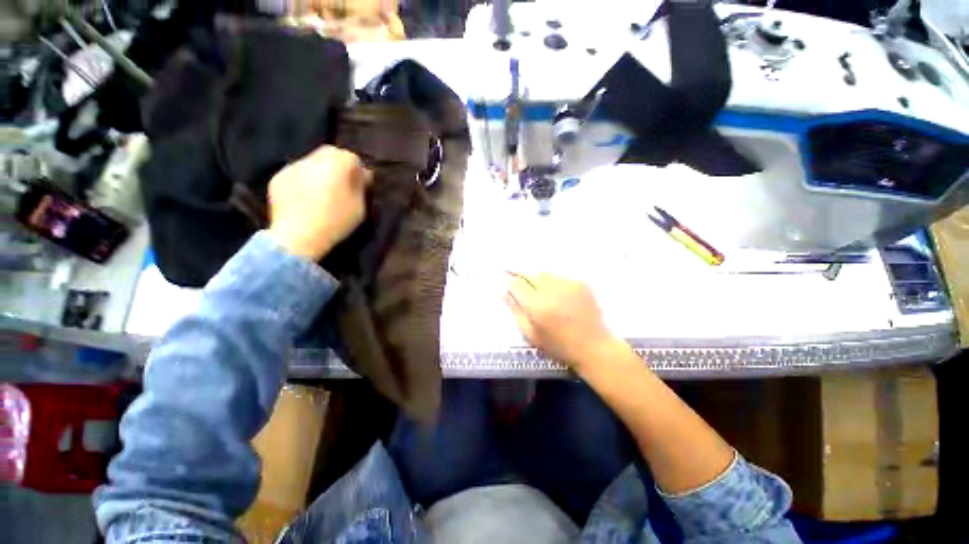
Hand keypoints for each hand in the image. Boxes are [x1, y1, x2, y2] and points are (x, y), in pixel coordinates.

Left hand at [266, 145, 372, 259]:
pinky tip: (306, 196)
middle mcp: (312, 160)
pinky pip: (296, 172)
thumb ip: (362, 186)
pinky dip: (304, 179)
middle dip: (338, 164)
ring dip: (320, 170)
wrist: (298, 237)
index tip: (360, 183)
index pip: (351, 157)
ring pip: (311, 161)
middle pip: (329, 152)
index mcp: (335, 165)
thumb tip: (363, 174)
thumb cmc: (335, 223)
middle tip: (342, 183)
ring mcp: (292, 167)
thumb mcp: (359, 208)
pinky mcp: (278, 178)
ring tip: (323, 191)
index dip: (357, 169)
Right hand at [505, 272, 620, 369]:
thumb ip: (516, 311)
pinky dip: (552, 281)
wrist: (594, 347)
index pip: (517, 284)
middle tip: (510, 269)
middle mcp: (551, 290)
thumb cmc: (559, 346)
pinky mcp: (580, 283)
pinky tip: (553, 290)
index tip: (507, 284)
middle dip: (520, 272)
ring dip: (536, 277)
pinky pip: (559, 277)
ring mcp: (567, 284)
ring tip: (533, 283)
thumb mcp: (531, 334)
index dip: (510, 283)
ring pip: (544, 273)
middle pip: (530, 273)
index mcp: (537, 306)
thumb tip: (504, 292)